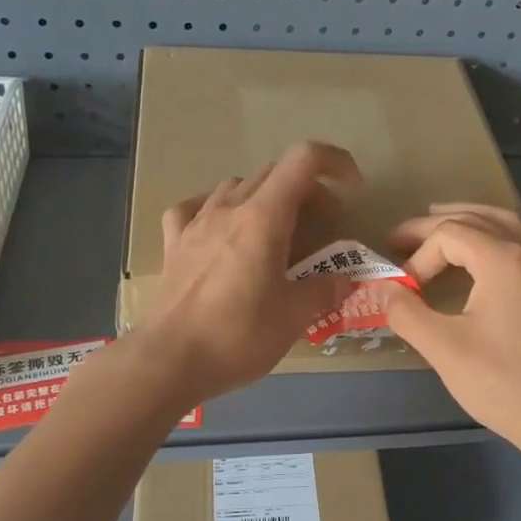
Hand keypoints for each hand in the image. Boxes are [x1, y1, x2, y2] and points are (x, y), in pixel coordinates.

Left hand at [130, 141, 359, 403]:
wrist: (169, 361)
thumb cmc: (238, 336)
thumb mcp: (294, 317)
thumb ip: (324, 290)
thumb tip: (343, 279)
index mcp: (263, 217)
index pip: (303, 160)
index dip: (334, 163)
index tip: (352, 191)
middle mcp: (228, 209)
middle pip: (272, 174)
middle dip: (306, 191)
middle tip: (322, 226)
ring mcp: (195, 224)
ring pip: (235, 187)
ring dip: (264, 199)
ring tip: (276, 231)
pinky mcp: (174, 245)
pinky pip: (194, 209)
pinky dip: (216, 210)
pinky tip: (220, 229)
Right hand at [380, 204, 520, 465]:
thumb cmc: (503, 383)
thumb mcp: (444, 349)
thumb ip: (406, 312)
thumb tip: (381, 289)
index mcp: (501, 259)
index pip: (447, 235)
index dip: (418, 257)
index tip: (404, 292)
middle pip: (476, 219)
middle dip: (434, 225)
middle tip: (399, 237)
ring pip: (507, 223)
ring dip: (471, 219)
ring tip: (442, 221)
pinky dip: (508, 233)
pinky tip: (506, 242)